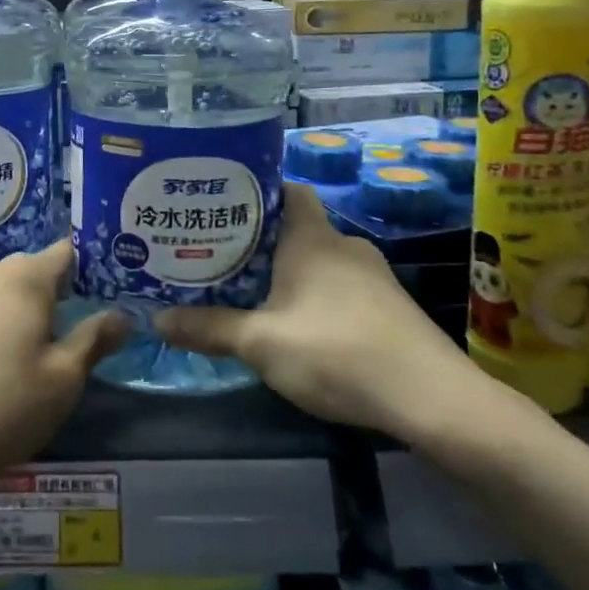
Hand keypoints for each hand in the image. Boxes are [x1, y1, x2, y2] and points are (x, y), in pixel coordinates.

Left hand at [0, 241, 129, 501]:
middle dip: (49, 301)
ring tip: (17, 365)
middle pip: (28, 275)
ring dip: (10, 317)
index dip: (88, 272)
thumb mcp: (61, 382)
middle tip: (62, 344)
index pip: (67, 254)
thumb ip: (94, 340)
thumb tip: (120, 315)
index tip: (102, 297)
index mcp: (23, 276)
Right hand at [155, 183, 503, 444]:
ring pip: (320, 259)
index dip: (257, 190)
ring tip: (251, 288)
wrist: (432, 399)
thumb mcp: (261, 344)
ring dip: (289, 269)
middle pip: (297, 226)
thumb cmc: (337, 352)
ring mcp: (374, 276)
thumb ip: (209, 328)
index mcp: (312, 238)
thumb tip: (156, 319)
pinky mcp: (389, 307)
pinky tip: (298, 324)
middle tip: (221, 251)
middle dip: (261, 238)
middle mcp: (344, 245)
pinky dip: (316, 294)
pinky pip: (341, 286)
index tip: (223, 202)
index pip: (286, 189)